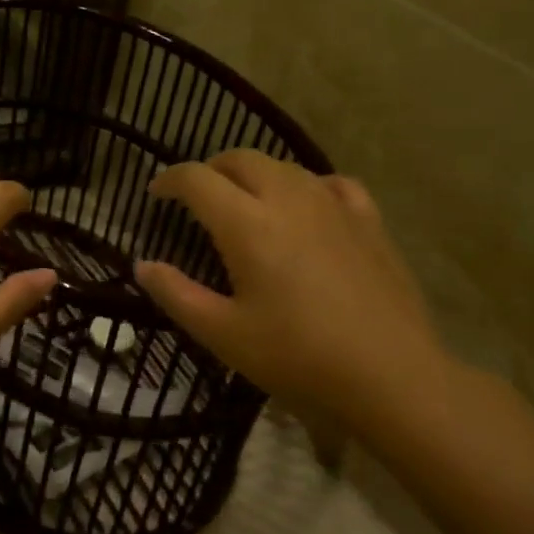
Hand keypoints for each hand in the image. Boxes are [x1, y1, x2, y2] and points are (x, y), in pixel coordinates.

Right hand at [134, 151, 454, 422]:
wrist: (390, 374)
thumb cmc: (297, 356)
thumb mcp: (223, 334)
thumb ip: (176, 295)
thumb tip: (143, 265)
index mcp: (247, 224)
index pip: (197, 179)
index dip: (170, 180)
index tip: (156, 193)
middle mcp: (288, 199)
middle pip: (241, 159)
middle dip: (210, 169)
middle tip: (196, 195)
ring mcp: (333, 205)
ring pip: (285, 166)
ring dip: (254, 174)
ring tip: (244, 201)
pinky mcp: (369, 220)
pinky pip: (330, 183)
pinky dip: (305, 185)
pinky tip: (307, 206)